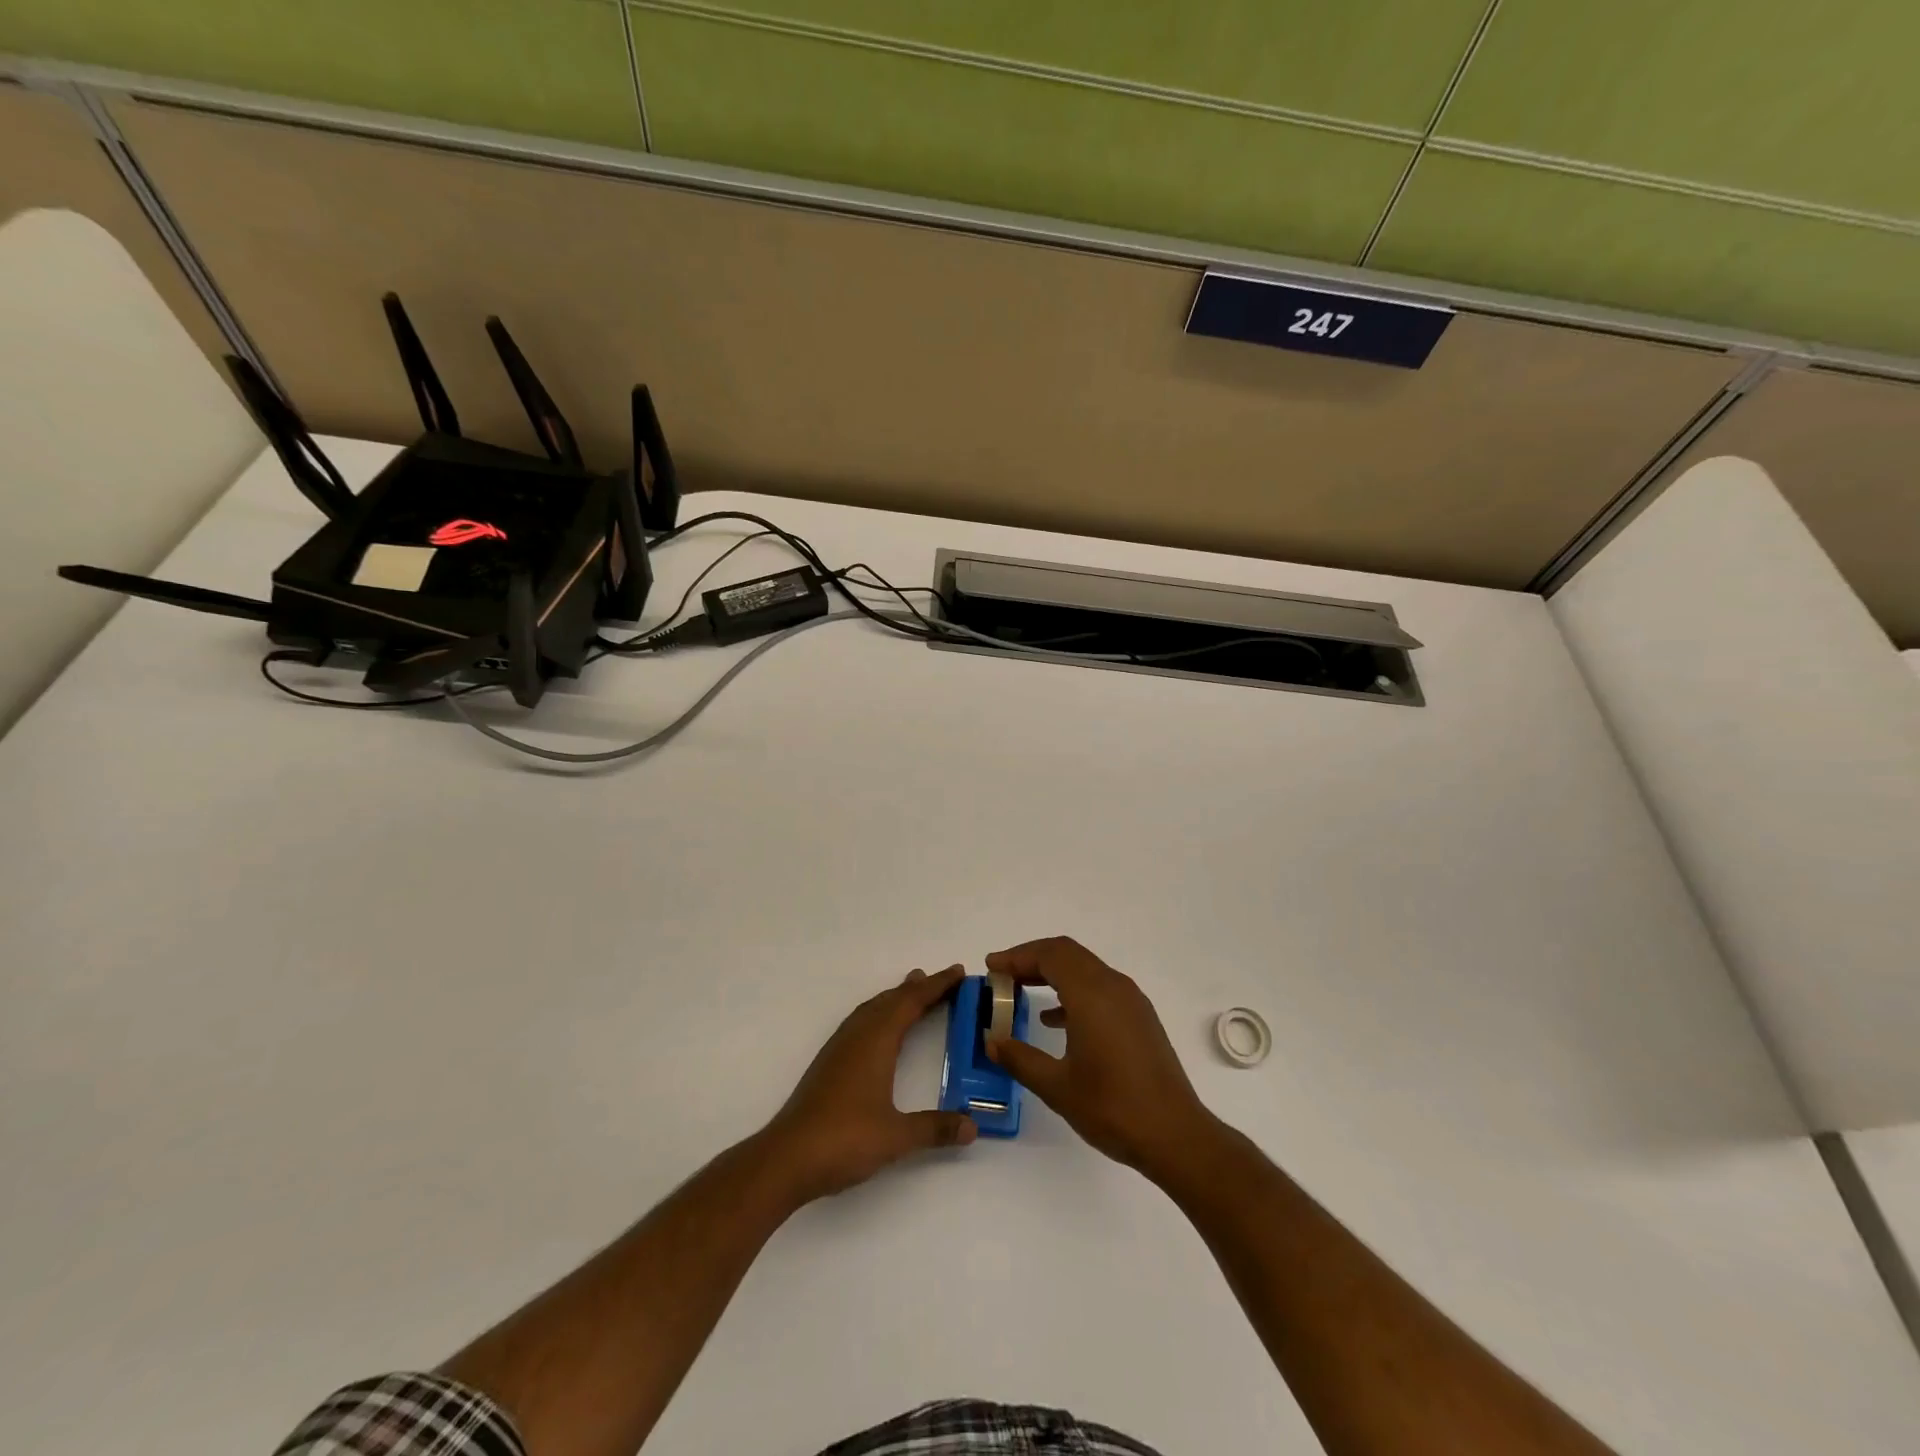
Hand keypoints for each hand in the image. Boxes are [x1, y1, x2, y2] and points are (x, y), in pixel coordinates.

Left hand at [761, 965, 977, 1204]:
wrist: (787, 1158)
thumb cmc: (844, 1140)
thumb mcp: (896, 1137)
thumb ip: (935, 1129)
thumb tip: (972, 1126)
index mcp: (876, 1041)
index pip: (912, 1002)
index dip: (937, 986)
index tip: (958, 971)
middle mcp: (857, 1036)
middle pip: (891, 1000)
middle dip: (918, 988)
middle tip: (944, 980)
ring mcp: (839, 1048)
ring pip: (872, 1009)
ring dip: (896, 998)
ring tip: (913, 991)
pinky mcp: (829, 1063)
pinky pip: (861, 1021)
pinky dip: (879, 1013)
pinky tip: (880, 1029)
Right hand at [986, 937, 1217, 1180]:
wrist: (1175, 1135)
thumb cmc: (1112, 1108)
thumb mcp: (1057, 1086)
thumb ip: (1020, 1058)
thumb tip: (992, 1041)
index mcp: (1092, 994)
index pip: (1050, 955)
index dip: (1017, 956)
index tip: (991, 967)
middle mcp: (1113, 986)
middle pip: (1067, 953)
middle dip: (1032, 959)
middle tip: (1003, 975)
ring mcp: (1131, 1001)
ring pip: (1085, 968)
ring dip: (1052, 973)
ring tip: (1022, 991)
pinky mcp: (1140, 1018)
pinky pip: (1100, 988)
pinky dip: (1073, 991)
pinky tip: (1055, 1020)